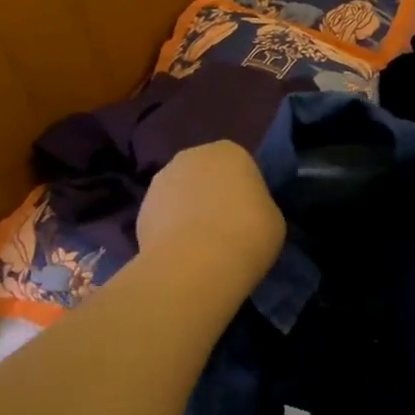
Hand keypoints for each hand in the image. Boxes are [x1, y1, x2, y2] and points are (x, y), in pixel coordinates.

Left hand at [137, 142, 284, 281]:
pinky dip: (169, 231)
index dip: (244, 191)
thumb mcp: (273, 219)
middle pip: (205, 174)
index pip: (240, 166)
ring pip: (180, 194)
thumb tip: (244, 213)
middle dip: (211, 195)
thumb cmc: (247, 233)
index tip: (249, 216)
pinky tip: (180, 254)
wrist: (195, 263)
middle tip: (224, 228)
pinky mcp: (140, 209)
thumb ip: (258, 206)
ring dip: (187, 211)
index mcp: (229, 151)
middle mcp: (191, 156)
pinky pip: (162, 217)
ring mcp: (160, 180)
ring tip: (200, 246)